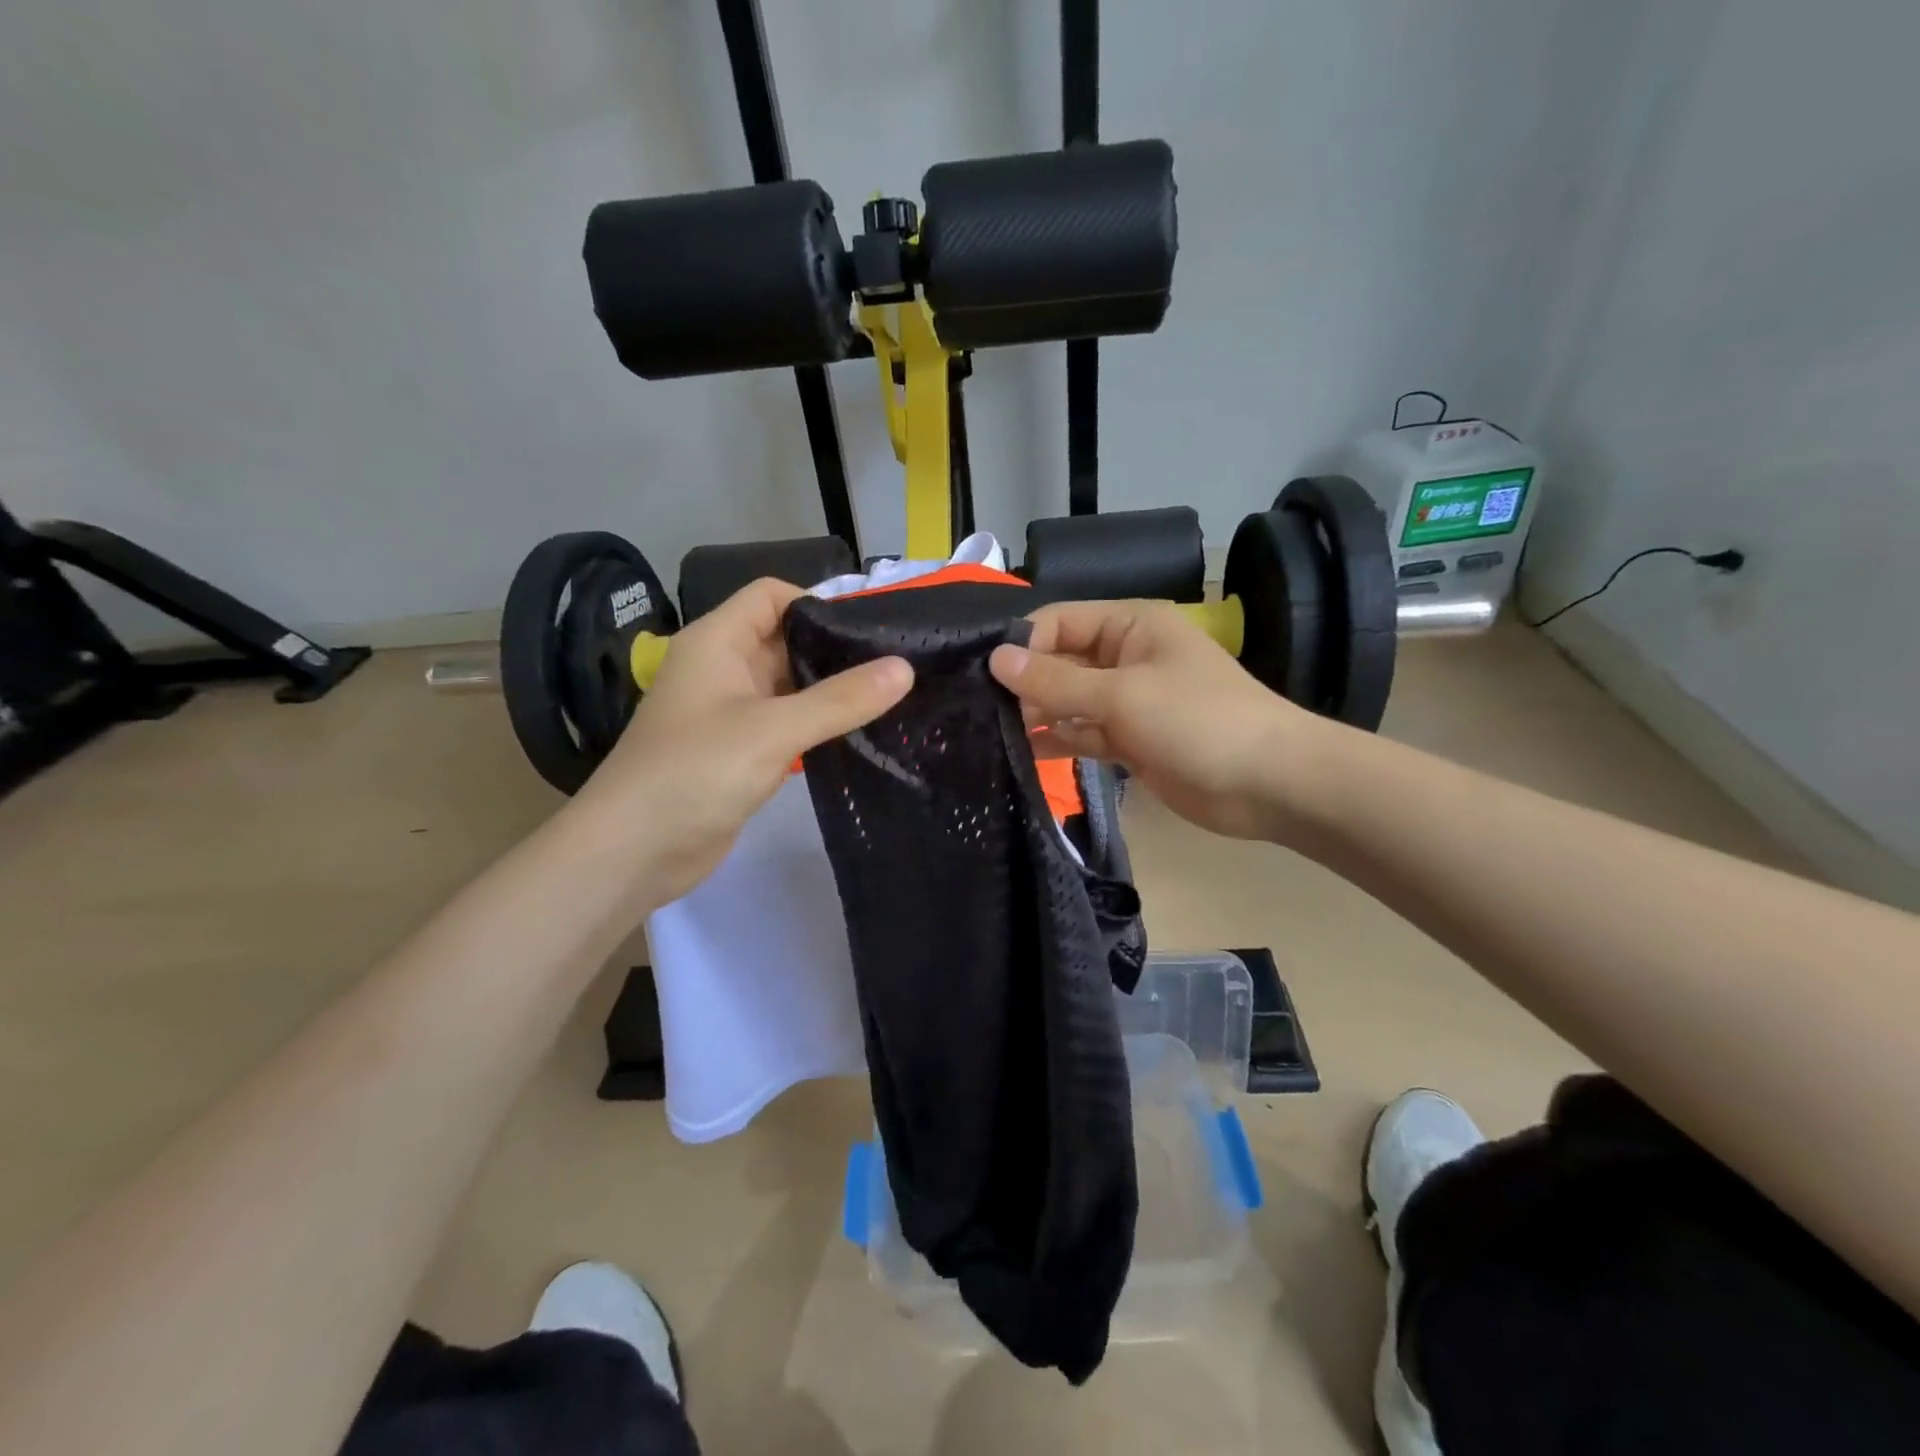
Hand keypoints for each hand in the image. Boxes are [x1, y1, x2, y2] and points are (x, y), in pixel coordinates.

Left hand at [572, 578, 912, 902]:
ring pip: (790, 686)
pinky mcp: (741, 752)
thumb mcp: (773, 730)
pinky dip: (819, 726)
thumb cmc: (695, 772)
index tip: (872, 629)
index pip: (772, 596)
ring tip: (891, 698)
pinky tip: (860, 735)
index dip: (819, 603)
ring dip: (832, 692)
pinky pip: (788, 724)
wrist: (633, 852)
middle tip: (897, 665)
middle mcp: (723, 668)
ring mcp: (732, 713)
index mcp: (717, 642)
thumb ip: (840, 699)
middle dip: (836, 650)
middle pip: (786, 640)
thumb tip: (905, 668)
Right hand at [989, 599, 1328, 841]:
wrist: (1269, 784)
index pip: (1059, 621)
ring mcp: (1128, 700)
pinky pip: (1084, 732)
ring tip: (991, 733)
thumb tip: (995, 658)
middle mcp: (1125, 657)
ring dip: (1038, 714)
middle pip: (1061, 661)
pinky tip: (1024, 753)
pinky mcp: (1131, 740)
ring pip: (1069, 700)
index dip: (1022, 644)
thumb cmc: (1198, 721)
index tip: (982, 675)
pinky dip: (1059, 740)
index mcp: (1130, 627)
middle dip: (1025, 683)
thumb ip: (1056, 680)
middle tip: (977, 709)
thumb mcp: (1122, 695)